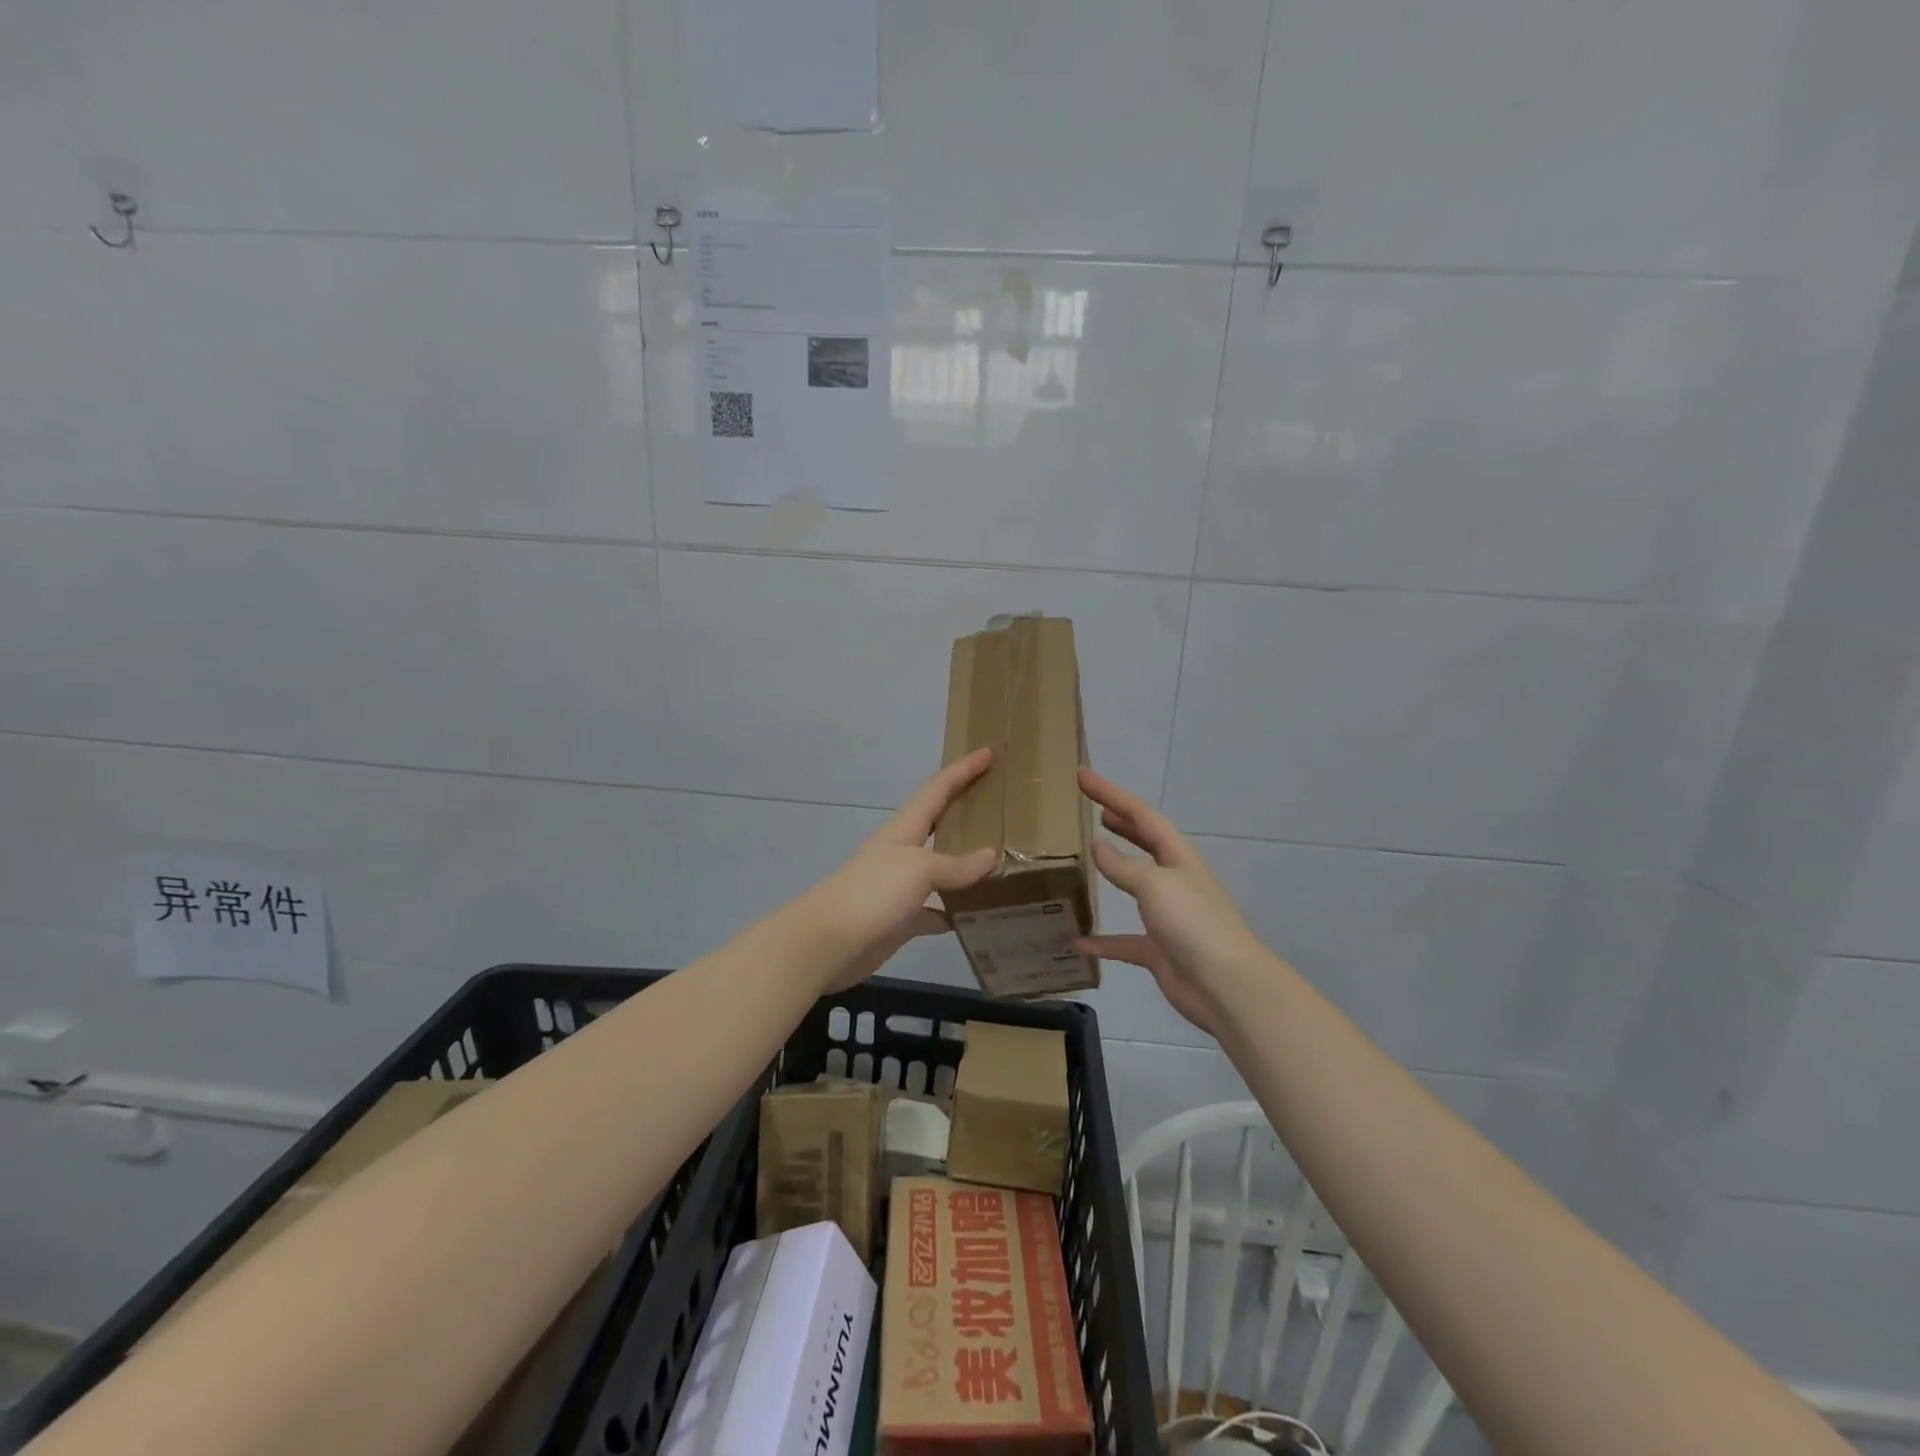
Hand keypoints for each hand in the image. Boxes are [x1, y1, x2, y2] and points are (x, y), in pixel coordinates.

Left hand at [797, 748, 998, 991]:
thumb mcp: (918, 870)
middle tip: (998, 802)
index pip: (937, 789)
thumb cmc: (872, 893)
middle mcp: (902, 852)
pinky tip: (974, 918)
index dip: (962, 770)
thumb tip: (990, 858)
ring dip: (965, 865)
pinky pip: (933, 911)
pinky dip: (952, 912)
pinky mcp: (899, 920)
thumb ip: (955, 865)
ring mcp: (899, 887)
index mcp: (904, 829)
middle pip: (938, 823)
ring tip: (999, 862)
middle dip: (965, 809)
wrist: (826, 943)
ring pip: (939, 869)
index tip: (987, 752)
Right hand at [1076, 768, 1269, 1037]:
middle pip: (1144, 842)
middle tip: (1092, 806)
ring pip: (1135, 885)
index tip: (1081, 776)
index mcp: (1178, 857)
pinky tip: (1078, 942)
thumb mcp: (1155, 885)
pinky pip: (1124, 941)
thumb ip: (1124, 866)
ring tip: (1088, 855)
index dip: (1111, 793)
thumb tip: (1098, 846)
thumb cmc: (1194, 924)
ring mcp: (1168, 916)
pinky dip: (1103, 940)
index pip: (1140, 814)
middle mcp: (1174, 880)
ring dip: (1113, 870)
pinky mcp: (1160, 950)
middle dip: (1119, 821)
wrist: (1226, 986)